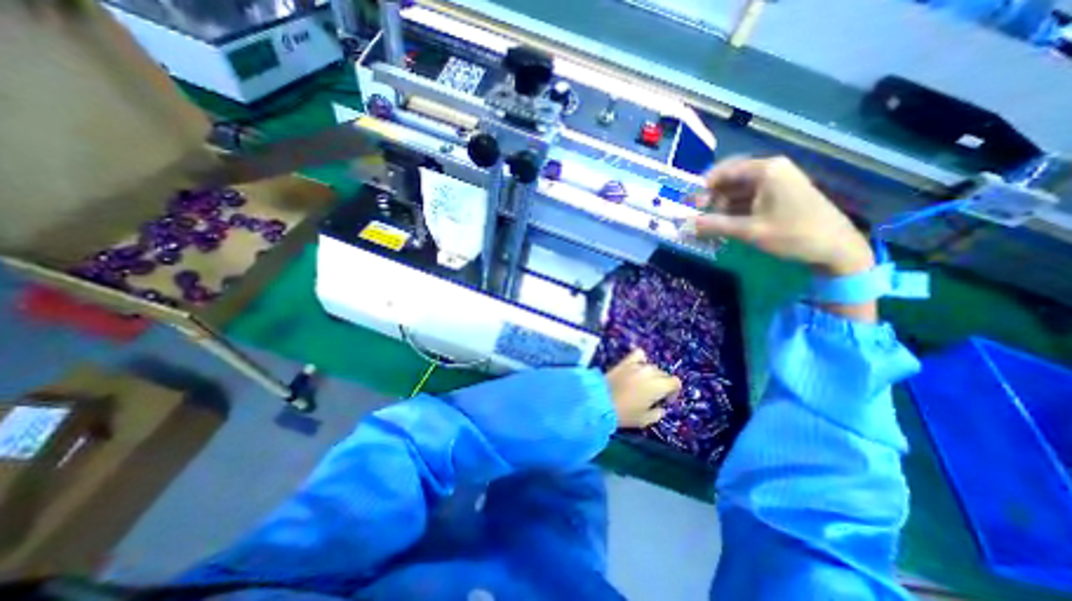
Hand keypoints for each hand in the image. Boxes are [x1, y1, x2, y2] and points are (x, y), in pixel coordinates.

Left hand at [606, 350, 682, 429]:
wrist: (599, 401)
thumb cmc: (625, 413)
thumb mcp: (646, 420)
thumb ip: (658, 412)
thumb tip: (660, 407)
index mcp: (659, 385)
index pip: (675, 382)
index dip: (673, 392)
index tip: (664, 401)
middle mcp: (650, 371)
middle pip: (663, 374)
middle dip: (662, 384)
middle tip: (652, 396)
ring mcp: (637, 365)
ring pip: (652, 366)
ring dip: (651, 374)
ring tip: (642, 384)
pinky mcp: (625, 362)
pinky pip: (638, 355)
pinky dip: (641, 360)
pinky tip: (638, 367)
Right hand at [682, 155, 874, 273]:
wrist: (836, 248)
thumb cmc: (793, 234)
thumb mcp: (749, 231)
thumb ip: (714, 225)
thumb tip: (685, 224)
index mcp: (766, 170)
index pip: (725, 170)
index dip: (703, 186)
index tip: (688, 203)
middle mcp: (770, 171)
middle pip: (730, 179)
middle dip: (710, 197)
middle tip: (695, 215)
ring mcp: (775, 183)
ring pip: (737, 191)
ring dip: (720, 206)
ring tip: (706, 223)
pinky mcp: (778, 196)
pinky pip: (747, 199)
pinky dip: (732, 211)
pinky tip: (722, 224)